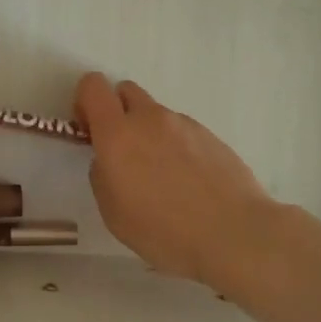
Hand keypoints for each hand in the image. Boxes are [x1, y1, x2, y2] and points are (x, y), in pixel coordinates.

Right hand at [75, 73, 273, 284]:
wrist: (235, 234)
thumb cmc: (164, 231)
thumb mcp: (114, 213)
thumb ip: (103, 176)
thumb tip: (110, 162)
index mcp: (118, 134)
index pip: (93, 86)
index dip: (85, 101)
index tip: (89, 129)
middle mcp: (150, 119)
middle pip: (125, 91)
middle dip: (117, 112)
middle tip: (123, 151)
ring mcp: (184, 124)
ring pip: (156, 115)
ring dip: (150, 134)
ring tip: (164, 179)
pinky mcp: (211, 136)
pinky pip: (182, 132)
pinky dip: (178, 148)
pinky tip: (190, 185)